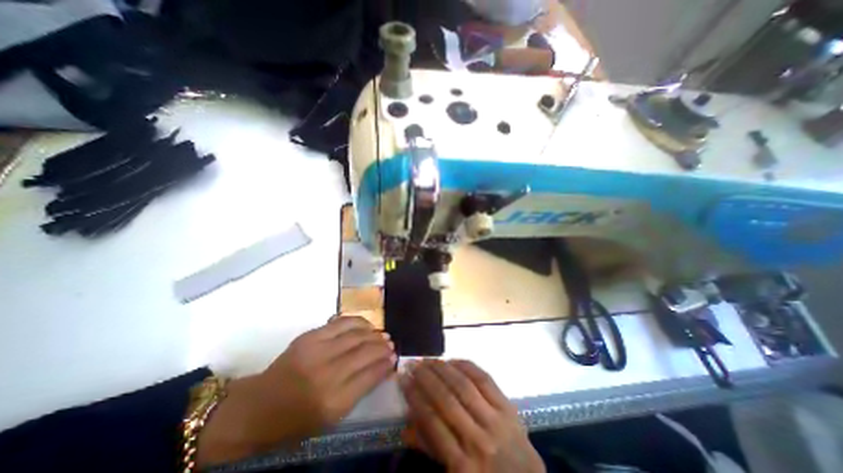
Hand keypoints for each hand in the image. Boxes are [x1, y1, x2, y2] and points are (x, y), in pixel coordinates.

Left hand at [197, 316, 395, 466]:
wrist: (258, 406)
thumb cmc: (296, 420)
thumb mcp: (331, 417)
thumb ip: (360, 389)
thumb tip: (383, 366)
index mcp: (333, 401)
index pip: (371, 375)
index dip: (386, 364)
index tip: (395, 358)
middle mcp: (327, 373)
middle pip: (365, 351)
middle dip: (383, 347)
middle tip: (391, 345)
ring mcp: (317, 350)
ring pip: (356, 334)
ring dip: (373, 333)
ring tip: (382, 335)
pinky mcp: (309, 336)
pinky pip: (341, 323)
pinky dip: (358, 322)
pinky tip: (366, 325)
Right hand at [400, 358, 542, 472]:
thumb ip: (431, 448)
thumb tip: (406, 425)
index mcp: (462, 465)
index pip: (432, 421)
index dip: (415, 397)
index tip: (403, 380)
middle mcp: (478, 440)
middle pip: (446, 399)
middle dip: (426, 378)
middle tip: (413, 364)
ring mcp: (496, 421)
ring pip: (464, 385)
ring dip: (443, 368)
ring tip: (428, 359)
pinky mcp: (508, 407)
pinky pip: (484, 379)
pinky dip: (466, 366)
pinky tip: (453, 360)